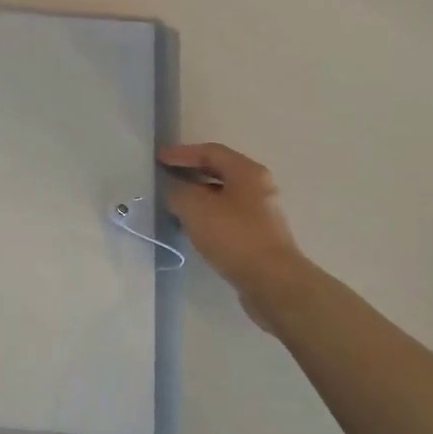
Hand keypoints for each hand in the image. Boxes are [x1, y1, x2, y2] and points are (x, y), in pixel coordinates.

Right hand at [160, 142, 307, 308]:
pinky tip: (193, 227)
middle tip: (166, 177)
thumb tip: (175, 191)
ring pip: (224, 195)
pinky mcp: (259, 236)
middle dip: (191, 172)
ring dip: (198, 195)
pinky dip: (208, 215)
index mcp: (247, 172)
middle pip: (220, 171)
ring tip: (175, 203)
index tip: (159, 159)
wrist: (272, 282)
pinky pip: (228, 216)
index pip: (211, 151)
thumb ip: (178, 192)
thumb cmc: (234, 236)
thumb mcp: (196, 208)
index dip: (182, 153)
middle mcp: (258, 187)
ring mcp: (262, 212)